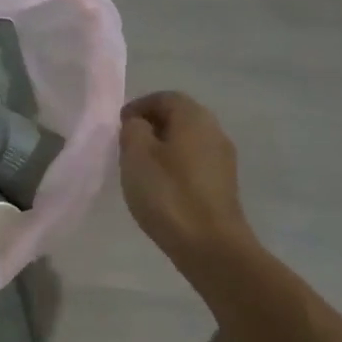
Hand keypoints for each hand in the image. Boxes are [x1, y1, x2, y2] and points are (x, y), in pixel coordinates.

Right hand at [119, 91, 257, 276]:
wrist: (210, 244)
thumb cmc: (168, 194)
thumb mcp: (136, 156)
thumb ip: (133, 130)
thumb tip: (139, 124)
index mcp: (194, 117)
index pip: (165, 97)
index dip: (139, 106)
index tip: (118, 126)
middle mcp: (214, 131)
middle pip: (179, 118)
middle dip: (151, 127)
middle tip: (126, 146)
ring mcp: (223, 159)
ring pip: (187, 142)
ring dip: (163, 148)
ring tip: (140, 169)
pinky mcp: (223, 184)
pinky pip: (194, 163)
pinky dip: (175, 167)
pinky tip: (160, 188)